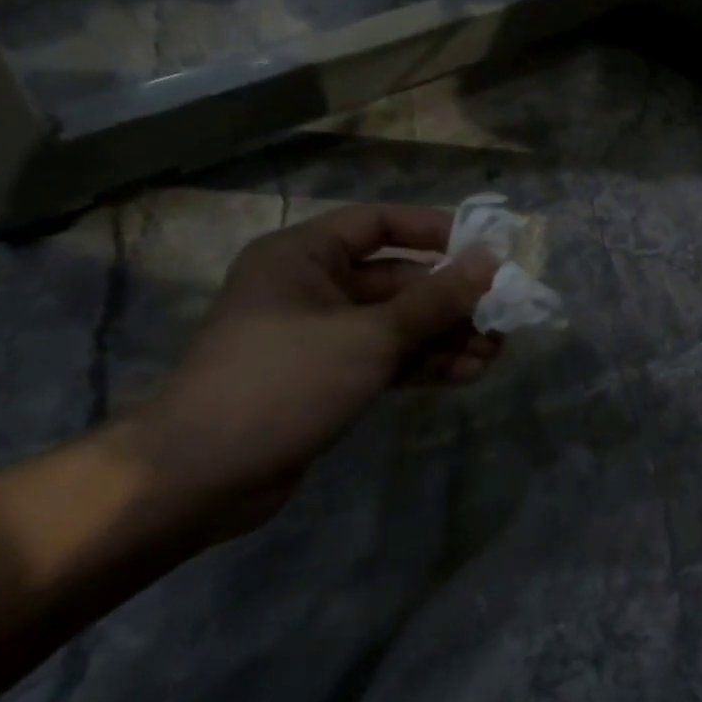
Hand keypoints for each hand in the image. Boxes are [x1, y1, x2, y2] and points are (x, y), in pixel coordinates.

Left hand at [114, 205, 499, 528]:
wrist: (198, 478)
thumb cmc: (283, 381)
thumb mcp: (371, 335)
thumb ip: (436, 299)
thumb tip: (491, 263)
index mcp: (304, 257)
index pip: (379, 223)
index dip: (434, 231)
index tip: (483, 251)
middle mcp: (313, 288)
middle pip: (399, 280)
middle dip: (452, 300)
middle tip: (502, 314)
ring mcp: (322, 336)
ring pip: (399, 323)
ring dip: (448, 335)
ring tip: (496, 351)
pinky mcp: (330, 377)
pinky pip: (389, 357)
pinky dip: (426, 363)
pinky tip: (469, 373)